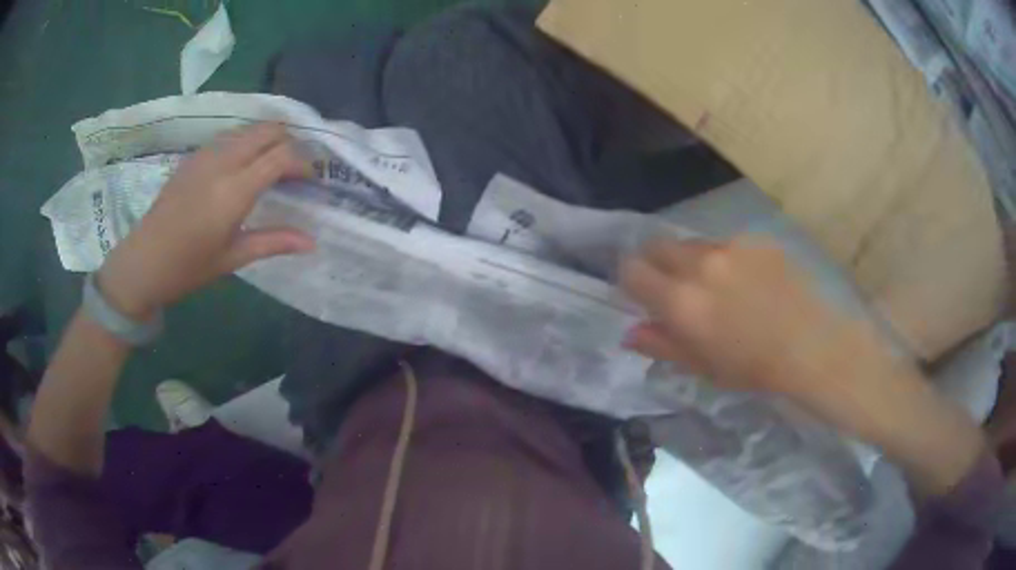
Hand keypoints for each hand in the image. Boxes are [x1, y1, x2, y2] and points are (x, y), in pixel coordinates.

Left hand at [97, 123, 314, 319]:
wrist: (142, 262)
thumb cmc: (188, 268)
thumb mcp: (232, 258)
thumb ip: (273, 242)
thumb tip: (312, 242)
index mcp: (234, 191)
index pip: (281, 156)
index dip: (303, 162)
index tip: (312, 178)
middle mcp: (222, 162)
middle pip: (267, 130)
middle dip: (289, 141)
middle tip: (296, 167)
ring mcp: (205, 155)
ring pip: (248, 128)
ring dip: (267, 138)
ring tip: (273, 163)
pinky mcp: (193, 156)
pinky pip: (229, 136)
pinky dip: (246, 141)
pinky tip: (243, 164)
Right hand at [620, 237, 849, 396]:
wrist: (809, 345)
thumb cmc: (751, 367)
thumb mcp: (701, 366)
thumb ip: (661, 344)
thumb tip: (629, 333)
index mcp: (681, 301)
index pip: (633, 270)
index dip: (631, 281)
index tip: (641, 294)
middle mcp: (700, 264)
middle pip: (657, 245)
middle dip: (655, 262)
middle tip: (672, 285)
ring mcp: (730, 247)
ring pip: (693, 244)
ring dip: (692, 261)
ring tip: (717, 286)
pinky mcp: (755, 240)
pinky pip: (727, 244)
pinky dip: (726, 259)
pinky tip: (748, 281)